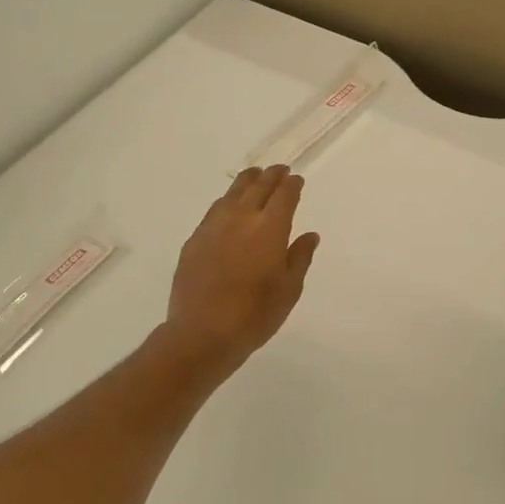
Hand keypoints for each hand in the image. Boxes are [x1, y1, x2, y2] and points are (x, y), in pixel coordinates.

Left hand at [161, 166, 320, 374]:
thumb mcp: (289, 289)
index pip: (284, 195)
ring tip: (254, 177)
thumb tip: (309, 235)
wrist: (202, 332)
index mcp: (270, 228)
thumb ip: (300, 257)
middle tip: (279, 170)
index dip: (292, 185)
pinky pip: (215, 210)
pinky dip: (227, 201)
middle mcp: (242, 218)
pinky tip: (228, 207)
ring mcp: (214, 226)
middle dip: (271, 176)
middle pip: (258, 186)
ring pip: (232, 193)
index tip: (297, 180)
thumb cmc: (255, 314)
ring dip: (247, 182)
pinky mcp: (195, 239)